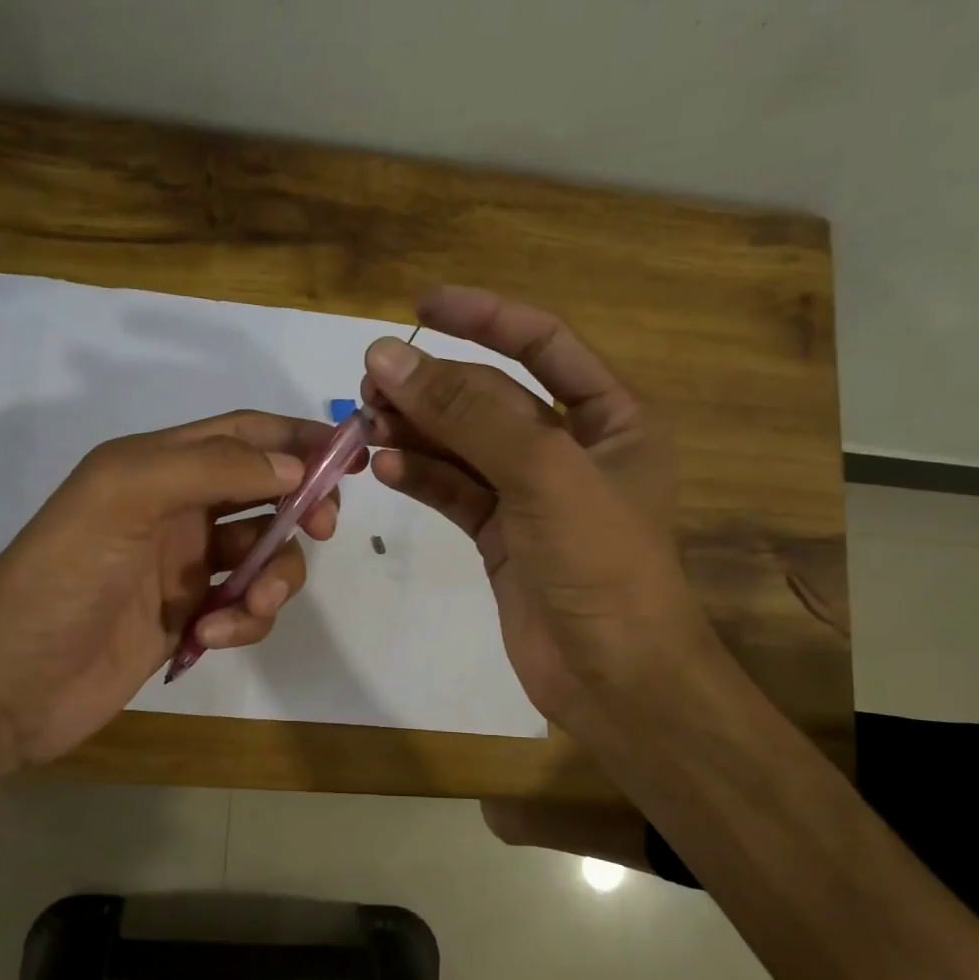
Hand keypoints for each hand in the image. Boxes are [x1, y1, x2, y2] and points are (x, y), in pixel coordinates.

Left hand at [0, 410, 355, 766]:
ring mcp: (185, 568)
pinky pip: (244, 609)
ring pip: (264, 556)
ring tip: (248, 608)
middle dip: (301, 507)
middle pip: (266, 493)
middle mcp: (177, 510)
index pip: (243, 435)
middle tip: (322, 527)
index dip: (296, 439)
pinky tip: (211, 638)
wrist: (11, 682)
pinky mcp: (190, 619)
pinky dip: (243, 621)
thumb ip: (209, 468)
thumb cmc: (62, 577)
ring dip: (273, 579)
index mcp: (157, 466)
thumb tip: (293, 468)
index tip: (350, 457)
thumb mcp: (124, 497)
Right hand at [360, 287, 720, 747]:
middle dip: (433, 387)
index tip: (420, 305)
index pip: (543, 343)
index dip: (484, 316)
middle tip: (369, 384)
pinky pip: (455, 492)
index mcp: (613, 416)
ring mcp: (533, 495)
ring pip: (465, 446)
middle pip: (492, 397)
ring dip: (417, 432)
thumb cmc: (600, 562)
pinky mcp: (501, 536)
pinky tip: (385, 468)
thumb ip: (466, 413)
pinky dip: (421, 477)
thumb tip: (388, 357)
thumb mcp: (542, 472)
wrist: (612, 674)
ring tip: (365, 425)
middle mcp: (574, 448)